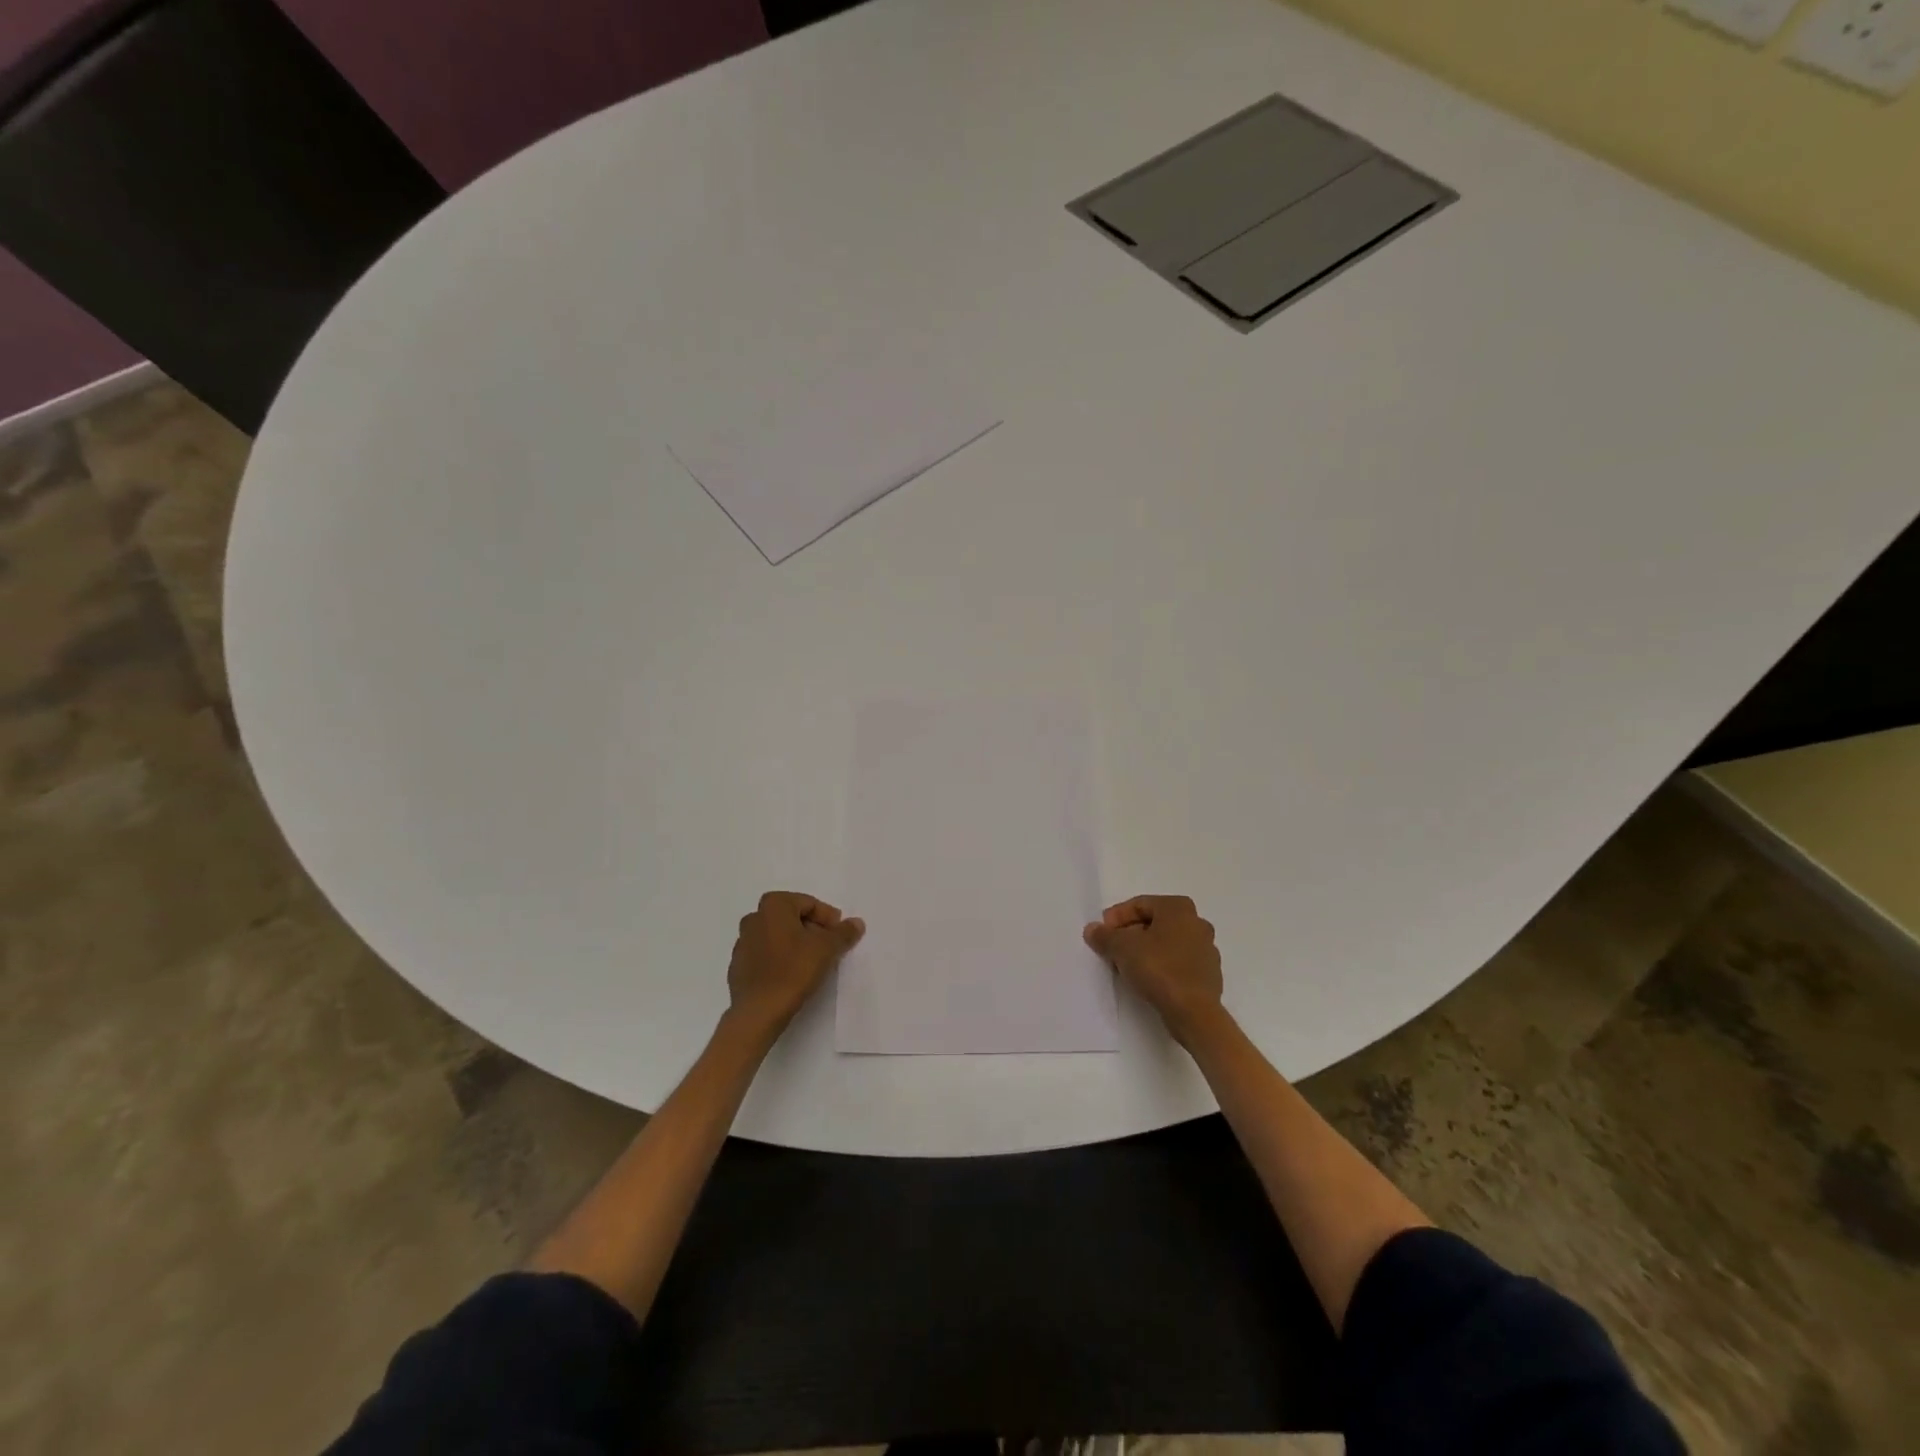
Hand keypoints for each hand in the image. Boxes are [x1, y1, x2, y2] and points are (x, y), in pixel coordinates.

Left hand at [726, 891, 864, 1035]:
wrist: (758, 1011)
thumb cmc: (794, 970)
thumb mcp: (827, 948)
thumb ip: (844, 932)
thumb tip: (856, 923)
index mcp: (773, 905)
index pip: (809, 903)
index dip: (828, 918)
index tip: (839, 935)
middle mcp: (754, 918)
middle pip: (791, 917)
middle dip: (812, 929)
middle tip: (829, 947)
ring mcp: (742, 943)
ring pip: (777, 936)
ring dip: (796, 943)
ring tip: (812, 962)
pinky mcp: (738, 966)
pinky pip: (765, 954)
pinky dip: (780, 958)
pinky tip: (792, 975)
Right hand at [1084, 895, 1223, 1043]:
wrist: (1193, 1012)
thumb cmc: (1158, 968)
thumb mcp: (1122, 948)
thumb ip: (1104, 935)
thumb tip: (1092, 929)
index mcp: (1179, 907)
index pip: (1140, 904)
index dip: (1117, 917)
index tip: (1102, 933)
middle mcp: (1197, 922)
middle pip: (1155, 922)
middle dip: (1131, 933)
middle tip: (1112, 947)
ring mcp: (1207, 950)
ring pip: (1168, 943)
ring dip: (1147, 950)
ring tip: (1127, 965)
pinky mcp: (1209, 975)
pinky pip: (1179, 962)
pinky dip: (1162, 965)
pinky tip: (1148, 979)